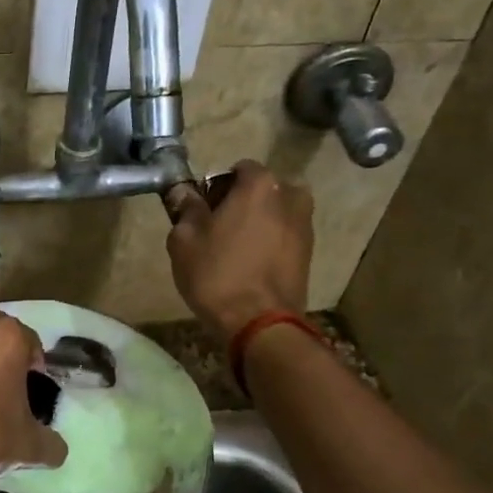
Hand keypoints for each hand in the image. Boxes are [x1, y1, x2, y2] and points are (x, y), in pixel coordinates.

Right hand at [166, 159, 314, 343]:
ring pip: (274, 213)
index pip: (237, 169)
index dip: (216, 187)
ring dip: (256, 223)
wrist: (260, 322)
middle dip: (240, 203)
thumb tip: (183, 192)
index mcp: (260, 185)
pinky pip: (283, 236)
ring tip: (234, 251)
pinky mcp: (309, 252)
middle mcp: (290, 195)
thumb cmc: (217, 274)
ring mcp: (305, 225)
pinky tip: (250, 266)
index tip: (202, 211)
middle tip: (216, 230)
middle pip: (260, 190)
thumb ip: (185, 208)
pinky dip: (269, 243)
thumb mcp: (184, 240)